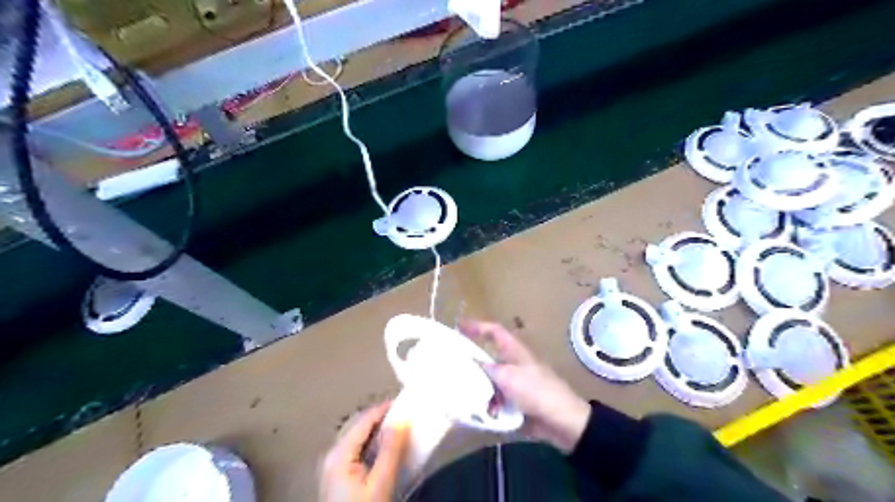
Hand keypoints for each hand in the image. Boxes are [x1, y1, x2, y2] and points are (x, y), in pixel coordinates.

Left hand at [319, 402, 409, 501]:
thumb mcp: (379, 484)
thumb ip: (390, 451)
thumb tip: (401, 421)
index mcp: (339, 453)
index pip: (364, 420)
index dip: (385, 409)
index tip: (406, 402)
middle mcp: (333, 454)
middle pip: (360, 427)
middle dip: (383, 419)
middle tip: (407, 415)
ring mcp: (334, 465)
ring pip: (360, 439)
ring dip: (380, 432)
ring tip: (401, 429)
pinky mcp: (339, 476)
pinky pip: (358, 451)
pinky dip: (374, 446)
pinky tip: (388, 449)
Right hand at [457, 321, 591, 454]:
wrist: (562, 420)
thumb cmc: (537, 391)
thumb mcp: (508, 377)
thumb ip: (487, 369)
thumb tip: (469, 362)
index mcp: (514, 350)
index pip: (494, 331)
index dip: (477, 326)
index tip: (458, 326)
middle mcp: (513, 363)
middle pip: (488, 356)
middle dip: (470, 360)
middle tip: (450, 364)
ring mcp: (514, 383)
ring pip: (488, 379)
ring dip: (475, 384)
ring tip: (455, 389)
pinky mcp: (515, 401)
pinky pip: (494, 398)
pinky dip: (484, 402)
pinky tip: (471, 410)